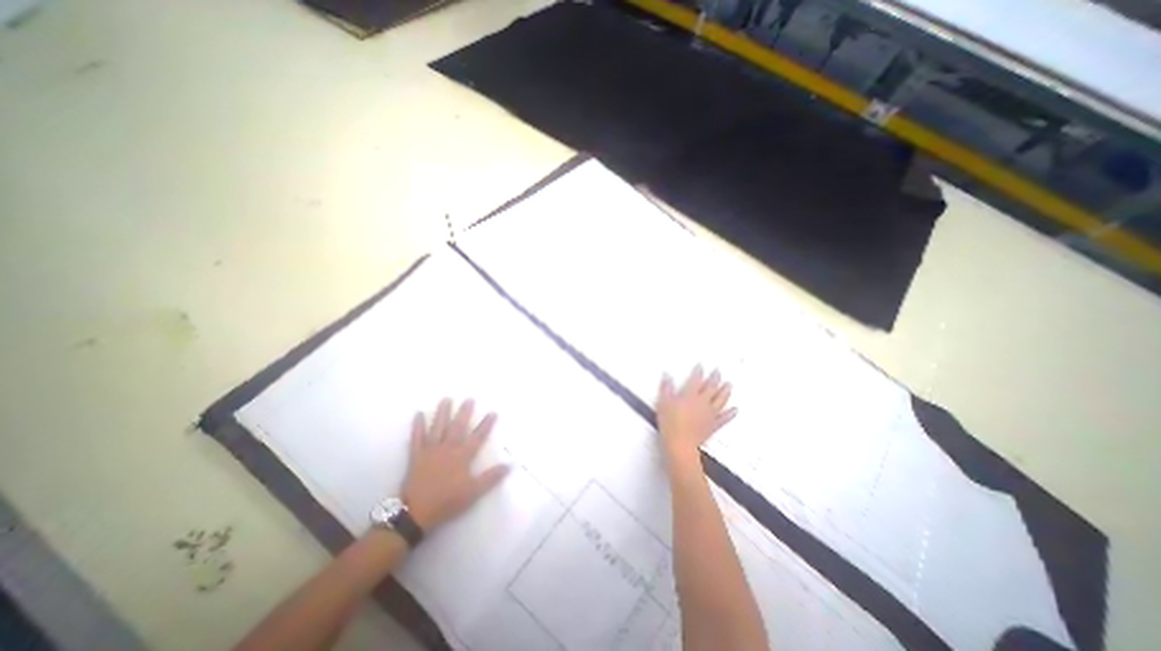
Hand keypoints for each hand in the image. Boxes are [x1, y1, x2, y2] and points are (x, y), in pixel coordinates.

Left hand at [401, 399, 507, 530]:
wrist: (416, 512)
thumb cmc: (448, 501)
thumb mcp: (474, 492)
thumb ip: (491, 477)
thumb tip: (510, 465)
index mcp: (463, 456)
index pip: (478, 437)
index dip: (486, 424)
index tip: (493, 412)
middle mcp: (448, 448)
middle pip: (458, 427)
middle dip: (464, 412)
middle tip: (469, 398)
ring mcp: (431, 450)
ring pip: (438, 427)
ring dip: (442, 412)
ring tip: (446, 399)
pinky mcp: (417, 455)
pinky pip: (417, 437)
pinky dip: (418, 425)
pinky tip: (418, 414)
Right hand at [656, 365, 737, 468]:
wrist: (680, 443)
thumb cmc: (670, 423)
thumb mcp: (663, 403)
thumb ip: (666, 388)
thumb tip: (667, 376)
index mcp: (690, 395)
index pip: (696, 380)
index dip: (699, 371)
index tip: (701, 365)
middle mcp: (702, 402)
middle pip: (711, 387)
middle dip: (715, 378)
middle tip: (718, 371)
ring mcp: (709, 414)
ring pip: (720, 400)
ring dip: (725, 392)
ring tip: (729, 385)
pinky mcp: (713, 425)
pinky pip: (724, 418)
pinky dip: (730, 413)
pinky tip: (735, 410)